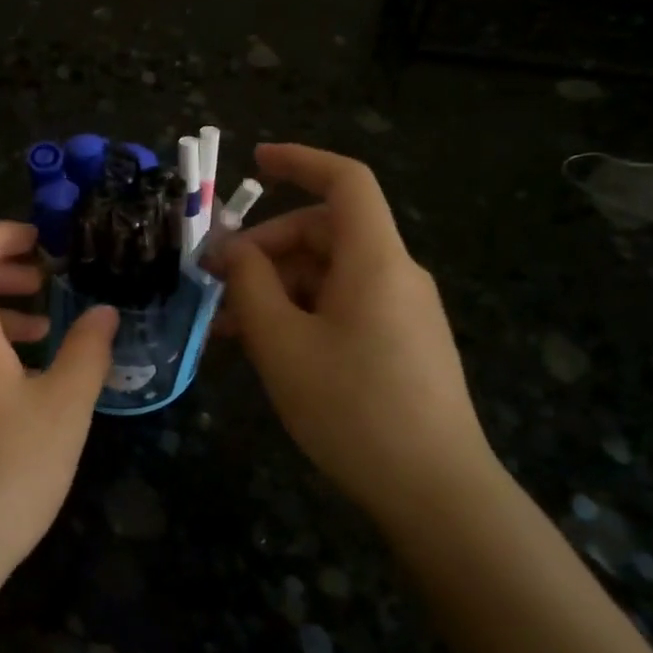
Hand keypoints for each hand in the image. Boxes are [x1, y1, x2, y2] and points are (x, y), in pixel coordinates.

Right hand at [210, 144, 497, 522]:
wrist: (436, 492)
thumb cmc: (352, 408)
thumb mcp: (281, 343)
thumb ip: (249, 284)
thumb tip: (231, 249)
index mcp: (374, 259)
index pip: (345, 181)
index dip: (300, 161)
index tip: (254, 163)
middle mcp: (395, 273)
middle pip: (325, 231)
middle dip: (265, 248)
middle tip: (216, 282)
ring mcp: (403, 310)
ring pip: (329, 274)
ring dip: (276, 288)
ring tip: (229, 329)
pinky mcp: (402, 343)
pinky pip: (344, 306)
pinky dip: (301, 312)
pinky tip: (268, 349)